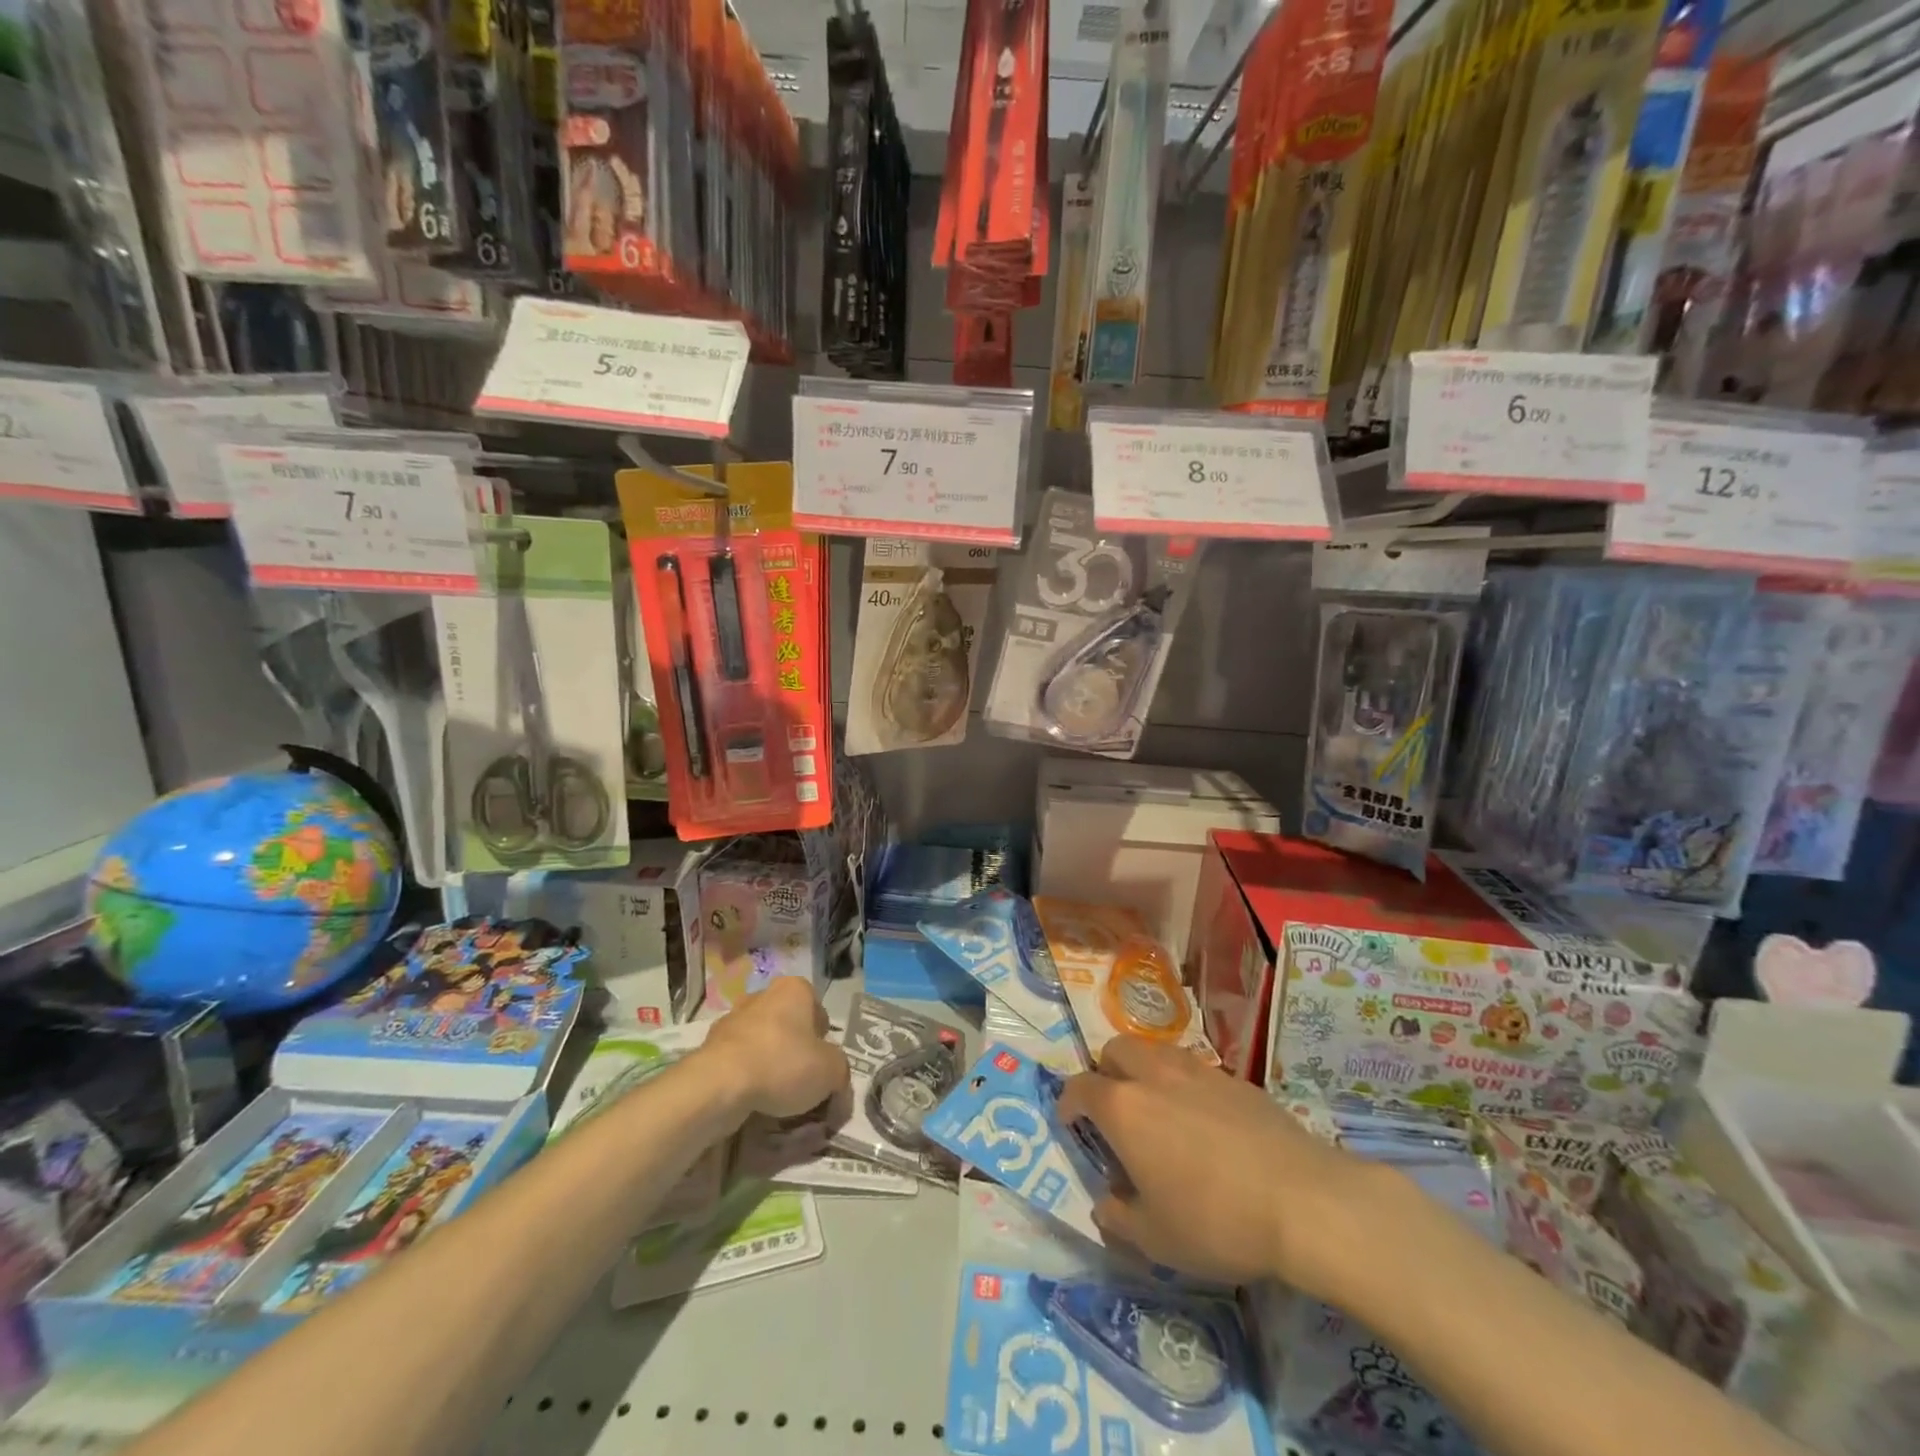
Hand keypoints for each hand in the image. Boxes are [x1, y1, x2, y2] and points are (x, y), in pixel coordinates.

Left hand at [701, 978, 851, 1121]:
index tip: (823, 1070)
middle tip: (802, 1087)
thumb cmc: (783, 1063)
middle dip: (796, 1054)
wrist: (719, 1084)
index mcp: (795, 989)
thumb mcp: (832, 1071)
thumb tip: (838, 1089)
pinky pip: (739, 1063)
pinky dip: (747, 1079)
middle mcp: (762, 996)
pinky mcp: (710, 1046)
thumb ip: (841, 1075)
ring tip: (776, 1101)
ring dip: (770, 1067)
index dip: (825, 1044)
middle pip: (790, 1028)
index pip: (820, 1014)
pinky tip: (752, 1102)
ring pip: (763, 1045)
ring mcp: (733, 1019)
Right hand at [1058, 1036, 1374, 1290]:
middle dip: (1106, 1071)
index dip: (1068, 1102)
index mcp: (1123, 1109)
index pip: (1080, 1087)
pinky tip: (1204, 1121)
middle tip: (1115, 1108)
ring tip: (1158, 1107)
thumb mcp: (1156, 1239)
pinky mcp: (1235, 1079)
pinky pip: (1195, 1068)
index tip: (1070, 1121)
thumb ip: (1119, 1217)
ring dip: (1144, 1069)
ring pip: (1156, 1050)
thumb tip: (1105, 1203)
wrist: (1303, 1201)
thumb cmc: (1216, 1222)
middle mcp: (1154, 1076)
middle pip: (1116, 1049)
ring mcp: (1197, 1071)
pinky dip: (1185, 1083)